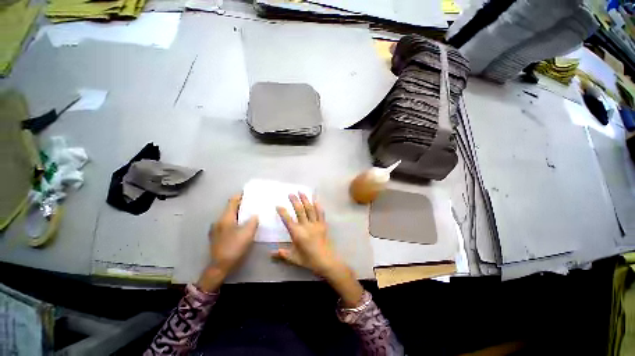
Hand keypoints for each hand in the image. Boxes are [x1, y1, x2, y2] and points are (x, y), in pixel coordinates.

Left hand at [197, 194, 257, 291]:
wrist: (220, 266)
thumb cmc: (234, 247)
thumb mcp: (248, 233)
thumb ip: (253, 221)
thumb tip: (255, 215)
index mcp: (226, 218)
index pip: (232, 201)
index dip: (240, 195)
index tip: (248, 192)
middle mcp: (219, 221)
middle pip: (230, 208)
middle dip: (240, 204)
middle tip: (252, 203)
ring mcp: (216, 229)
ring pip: (228, 216)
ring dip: (238, 213)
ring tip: (248, 213)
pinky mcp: (216, 236)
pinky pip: (227, 223)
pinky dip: (234, 220)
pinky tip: (241, 225)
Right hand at [272, 193, 340, 276]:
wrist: (326, 261)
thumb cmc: (308, 259)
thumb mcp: (293, 258)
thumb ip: (282, 254)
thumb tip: (271, 253)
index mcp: (297, 233)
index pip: (288, 220)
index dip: (282, 212)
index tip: (278, 205)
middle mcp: (306, 226)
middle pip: (299, 210)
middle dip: (294, 201)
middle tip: (290, 193)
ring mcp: (315, 224)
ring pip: (309, 209)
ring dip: (305, 200)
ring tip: (301, 192)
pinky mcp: (323, 224)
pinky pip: (320, 213)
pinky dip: (318, 206)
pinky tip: (316, 199)